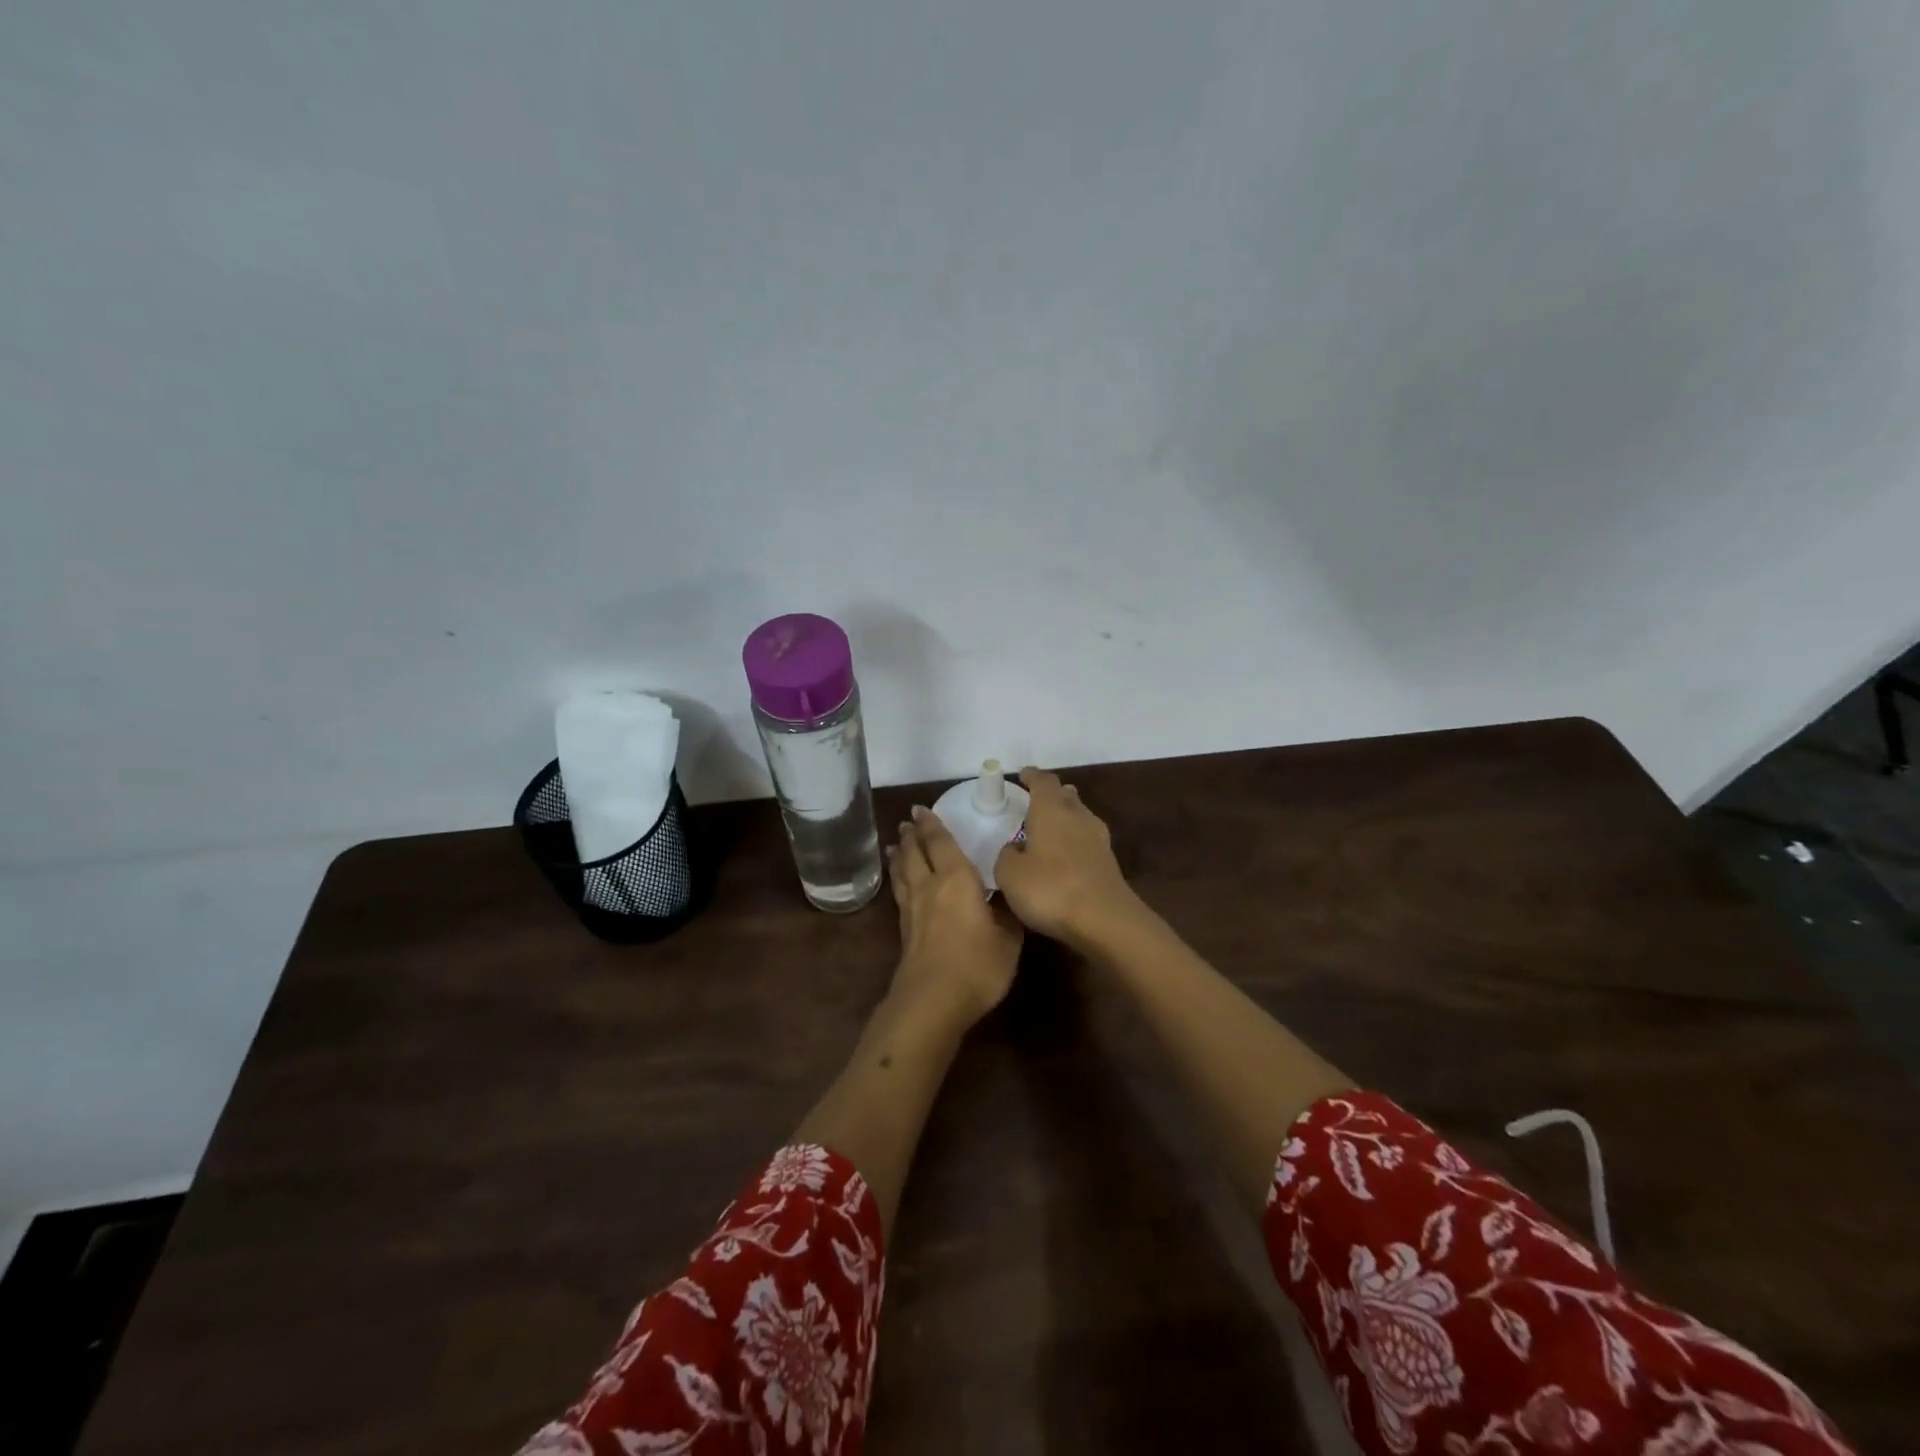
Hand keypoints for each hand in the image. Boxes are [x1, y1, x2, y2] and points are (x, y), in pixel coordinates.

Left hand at [886, 806, 1023, 1026]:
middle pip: (916, 852)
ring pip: (903, 871)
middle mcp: (930, 885)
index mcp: (957, 878)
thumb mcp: (1008, 939)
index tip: (922, 809)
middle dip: (912, 835)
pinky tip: (899, 882)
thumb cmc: (977, 964)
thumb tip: (1005, 899)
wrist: (933, 999)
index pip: (941, 842)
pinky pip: (899, 892)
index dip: (932, 824)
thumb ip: (1006, 914)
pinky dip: (897, 878)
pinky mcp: (904, 929)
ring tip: (896, 844)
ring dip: (900, 854)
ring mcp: (913, 908)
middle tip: (908, 821)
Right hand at [993, 767, 1139, 947]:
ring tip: (1048, 828)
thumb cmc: (1050, 889)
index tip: (1022, 776)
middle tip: (1033, 802)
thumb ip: (1006, 856)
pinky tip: (1064, 856)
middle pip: (1066, 795)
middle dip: (1051, 795)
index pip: (1042, 781)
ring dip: (1065, 817)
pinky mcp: (1108, 862)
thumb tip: (1015, 849)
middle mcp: (1077, 816)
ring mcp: (1098, 839)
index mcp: (1051, 810)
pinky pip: (1087, 840)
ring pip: (1079, 816)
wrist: (1105, 920)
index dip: (1031, 776)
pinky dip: (1074, 840)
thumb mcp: (1009, 874)